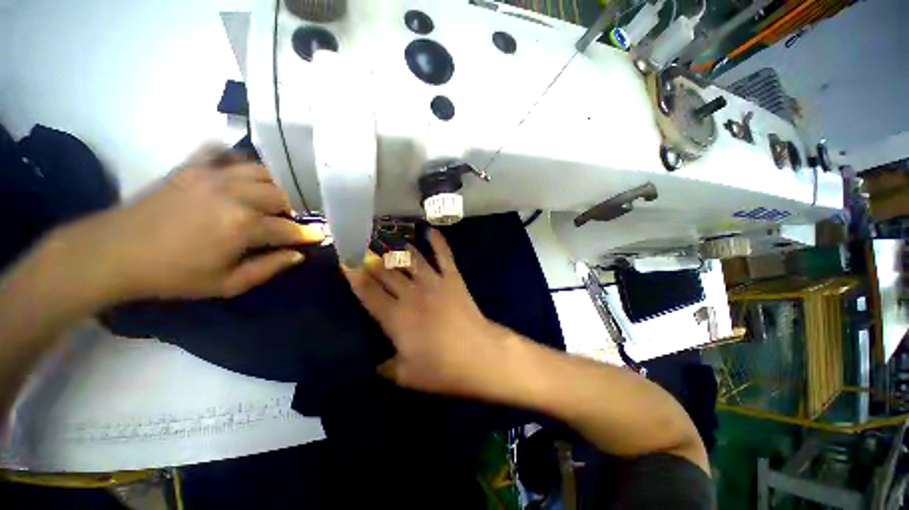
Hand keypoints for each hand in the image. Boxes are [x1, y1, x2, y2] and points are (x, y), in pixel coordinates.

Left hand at [44, 153, 325, 302]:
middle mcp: (235, 193)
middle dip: (295, 208)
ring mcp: (212, 174)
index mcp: (243, 225)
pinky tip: (240, 170)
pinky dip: (236, 158)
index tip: (320, 235)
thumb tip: (298, 254)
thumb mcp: (226, 284)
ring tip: (276, 196)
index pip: (289, 228)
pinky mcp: (192, 165)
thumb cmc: (174, 274)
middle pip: (282, 194)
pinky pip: (222, 151)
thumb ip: (268, 268)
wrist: (115, 252)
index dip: (308, 234)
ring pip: (261, 170)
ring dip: (275, 184)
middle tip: (295, 219)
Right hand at [342, 230, 507, 395]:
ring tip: (386, 234)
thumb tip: (376, 365)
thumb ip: (387, 368)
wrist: (479, 354)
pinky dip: (438, 242)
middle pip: (385, 270)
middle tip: (360, 243)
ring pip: (410, 258)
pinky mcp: (452, 278)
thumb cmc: (441, 368)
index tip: (344, 260)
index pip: (368, 291)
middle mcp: (411, 293)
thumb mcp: (406, 376)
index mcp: (395, 317)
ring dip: (397, 245)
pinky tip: (430, 230)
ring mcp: (433, 282)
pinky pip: (444, 255)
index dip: (354, 275)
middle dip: (370, 256)